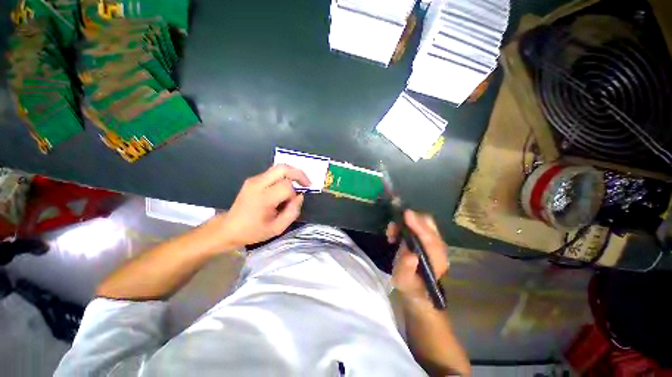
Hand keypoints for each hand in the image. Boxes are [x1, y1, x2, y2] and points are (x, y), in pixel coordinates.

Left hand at [213, 164, 310, 247]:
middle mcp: (257, 184)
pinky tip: (286, 186)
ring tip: (300, 183)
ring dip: (292, 174)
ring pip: (278, 168)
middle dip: (298, 174)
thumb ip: (292, 212)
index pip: (286, 186)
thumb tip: (300, 196)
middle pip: (282, 168)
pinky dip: (284, 176)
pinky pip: (273, 172)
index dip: (294, 194)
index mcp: (263, 198)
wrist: (228, 228)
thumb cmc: (253, 231)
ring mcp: (254, 180)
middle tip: (307, 183)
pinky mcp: (253, 179)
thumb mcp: (277, 228)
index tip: (293, 203)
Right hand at [387, 210, 448, 303]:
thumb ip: (406, 269)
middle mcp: (438, 248)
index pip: (430, 239)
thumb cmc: (411, 285)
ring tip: (392, 233)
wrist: (417, 288)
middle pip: (429, 225)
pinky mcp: (425, 238)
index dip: (419, 226)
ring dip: (405, 222)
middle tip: (394, 227)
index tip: (406, 214)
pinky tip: (395, 233)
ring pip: (423, 222)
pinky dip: (405, 224)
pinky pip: (417, 224)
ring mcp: (432, 241)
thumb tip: (410, 255)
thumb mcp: (404, 281)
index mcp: (437, 260)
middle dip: (411, 220)